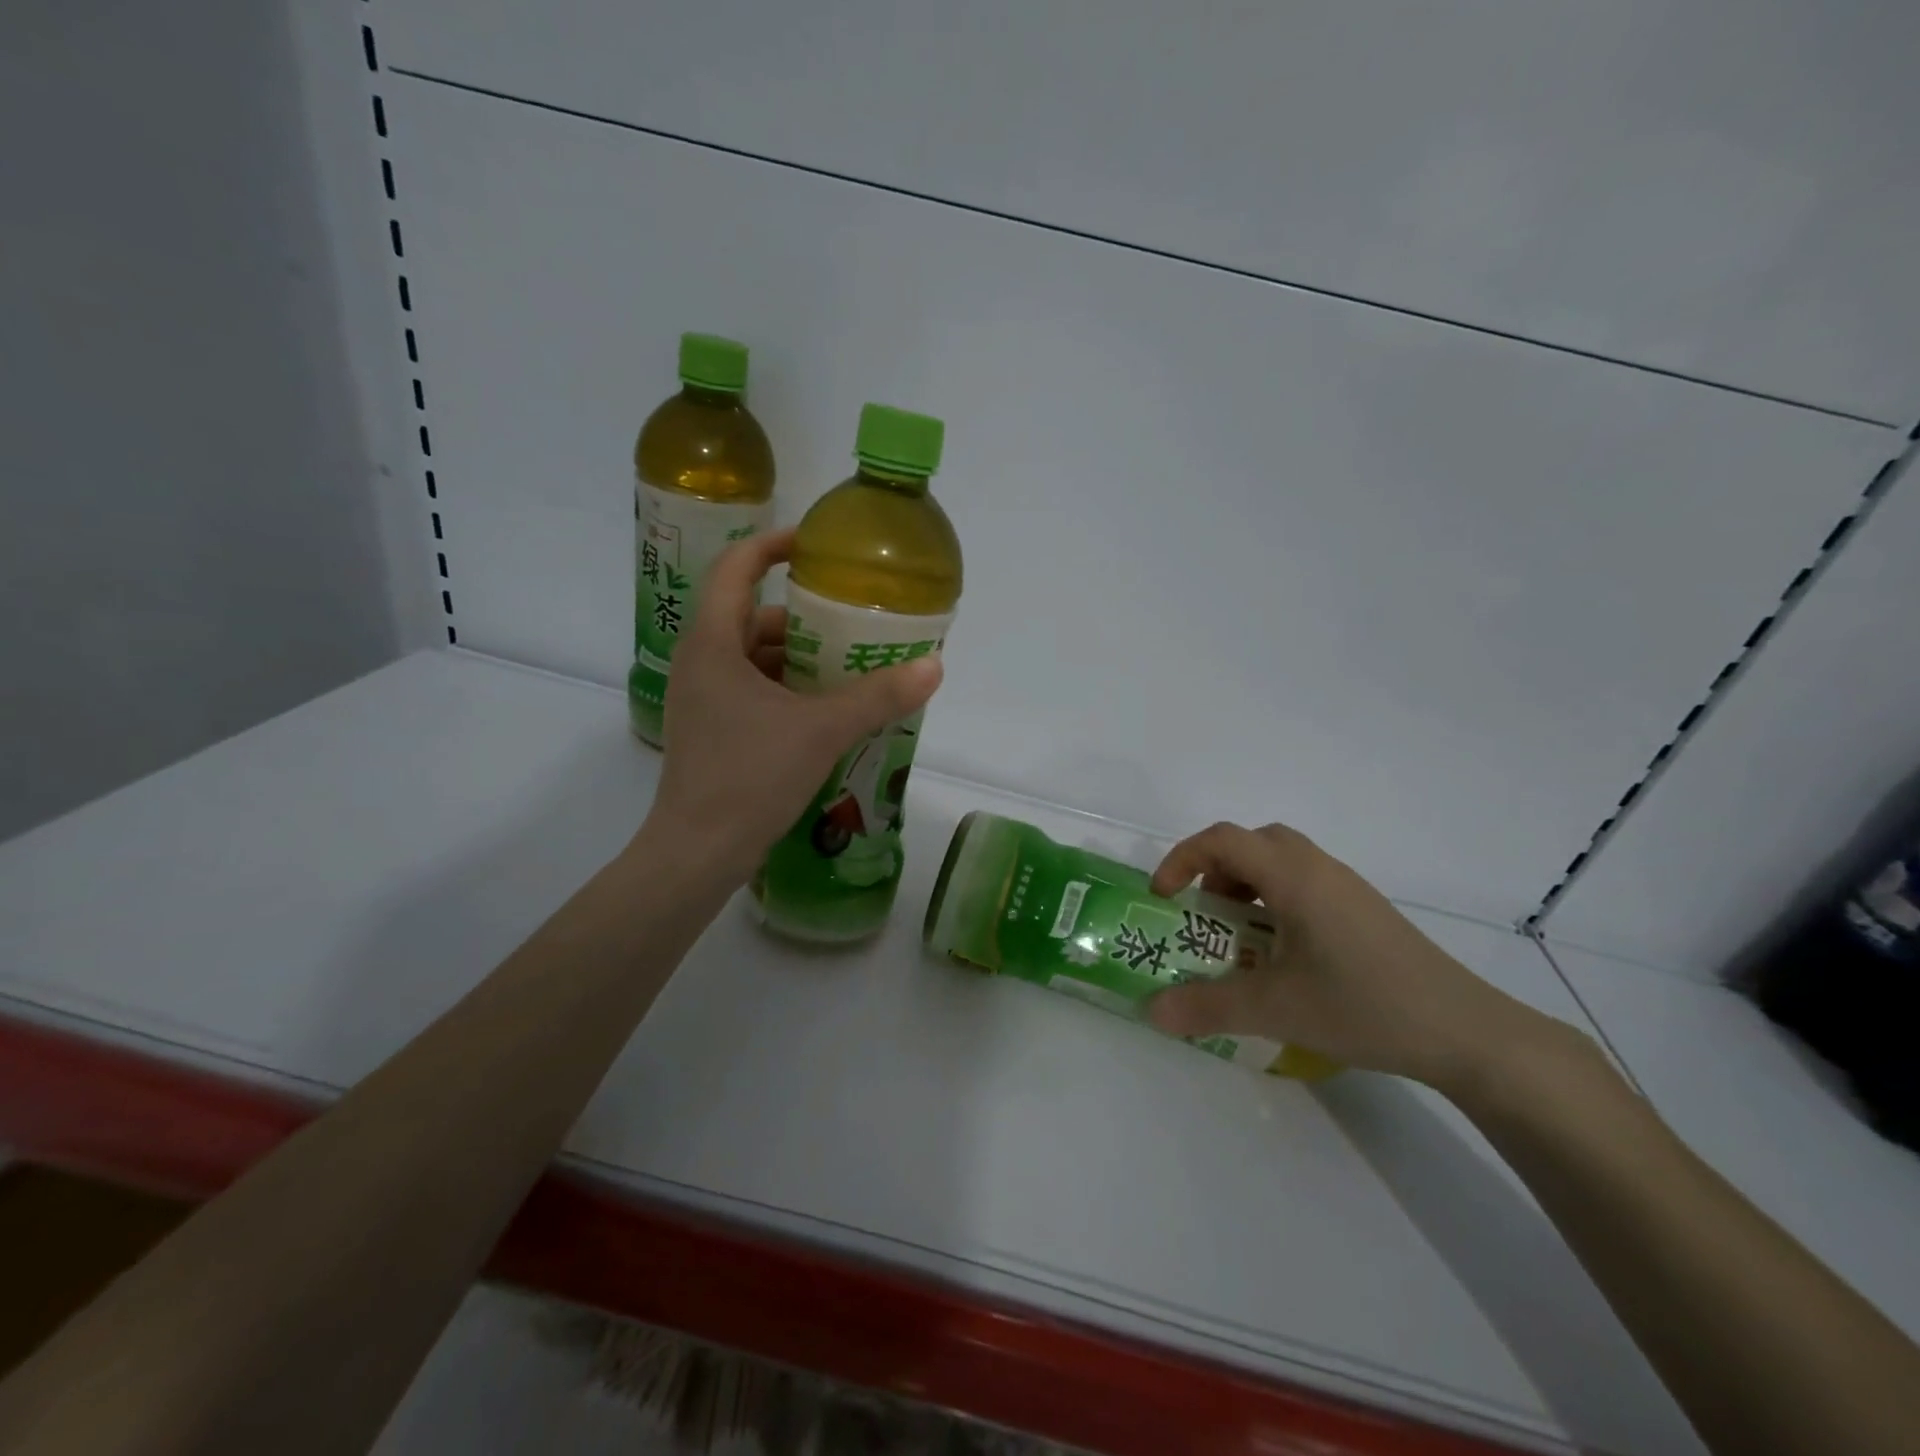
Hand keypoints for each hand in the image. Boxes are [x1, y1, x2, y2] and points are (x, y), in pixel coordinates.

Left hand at [641, 529, 941, 883]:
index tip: (815, 544)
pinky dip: (787, 690)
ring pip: (752, 658)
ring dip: (796, 657)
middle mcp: (700, 663)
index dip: (772, 546)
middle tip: (850, 619)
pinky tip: (826, 710)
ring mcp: (702, 700)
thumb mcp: (822, 731)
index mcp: (711, 644)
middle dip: (800, 616)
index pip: (735, 568)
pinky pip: (752, 691)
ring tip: (847, 665)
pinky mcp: (711, 731)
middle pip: (749, 617)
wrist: (698, 853)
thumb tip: (933, 666)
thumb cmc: (750, 777)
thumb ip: (878, 697)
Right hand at [1145, 822, 1561, 1093]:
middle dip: (1216, 870)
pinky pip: (1306, 885)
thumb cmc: (1363, 1005)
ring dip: (1249, 886)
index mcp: (1293, 876)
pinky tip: (1286, 956)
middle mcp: (1319, 869)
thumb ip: (1206, 1006)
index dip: (1182, 858)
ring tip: (1242, 938)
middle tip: (1205, 913)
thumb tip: (1151, 1012)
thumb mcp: (1275, 1008)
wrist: (1465, 1032)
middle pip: (1254, 842)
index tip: (1165, 897)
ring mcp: (1348, 889)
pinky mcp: (1366, 913)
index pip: (1222, 839)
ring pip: (1283, 863)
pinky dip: (1278, 902)